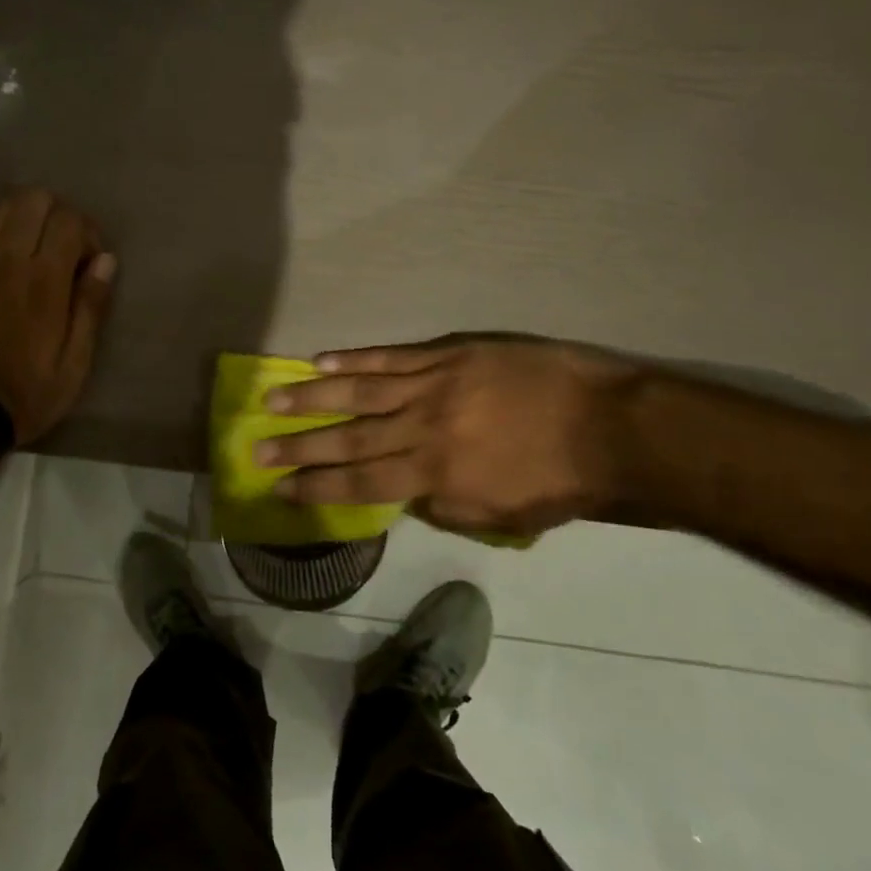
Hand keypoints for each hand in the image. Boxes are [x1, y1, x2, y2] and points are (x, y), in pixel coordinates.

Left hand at [0, 189, 115, 445]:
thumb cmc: (28, 390)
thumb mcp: (76, 361)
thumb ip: (91, 306)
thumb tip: (106, 260)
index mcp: (45, 280)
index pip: (70, 220)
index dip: (88, 232)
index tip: (90, 262)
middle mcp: (8, 259)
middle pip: (34, 199)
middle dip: (57, 215)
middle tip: (63, 249)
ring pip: (2, 207)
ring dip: (25, 219)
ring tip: (32, 250)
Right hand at [255, 337, 643, 538]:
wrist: (613, 429)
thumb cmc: (562, 483)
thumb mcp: (502, 517)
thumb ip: (443, 505)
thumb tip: (402, 491)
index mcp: (435, 476)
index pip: (360, 483)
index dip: (316, 488)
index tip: (280, 490)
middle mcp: (422, 430)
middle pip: (348, 438)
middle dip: (298, 446)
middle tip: (257, 448)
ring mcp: (433, 386)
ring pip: (360, 391)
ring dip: (312, 397)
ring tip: (272, 398)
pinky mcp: (450, 354)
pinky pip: (393, 356)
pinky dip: (355, 358)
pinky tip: (322, 359)